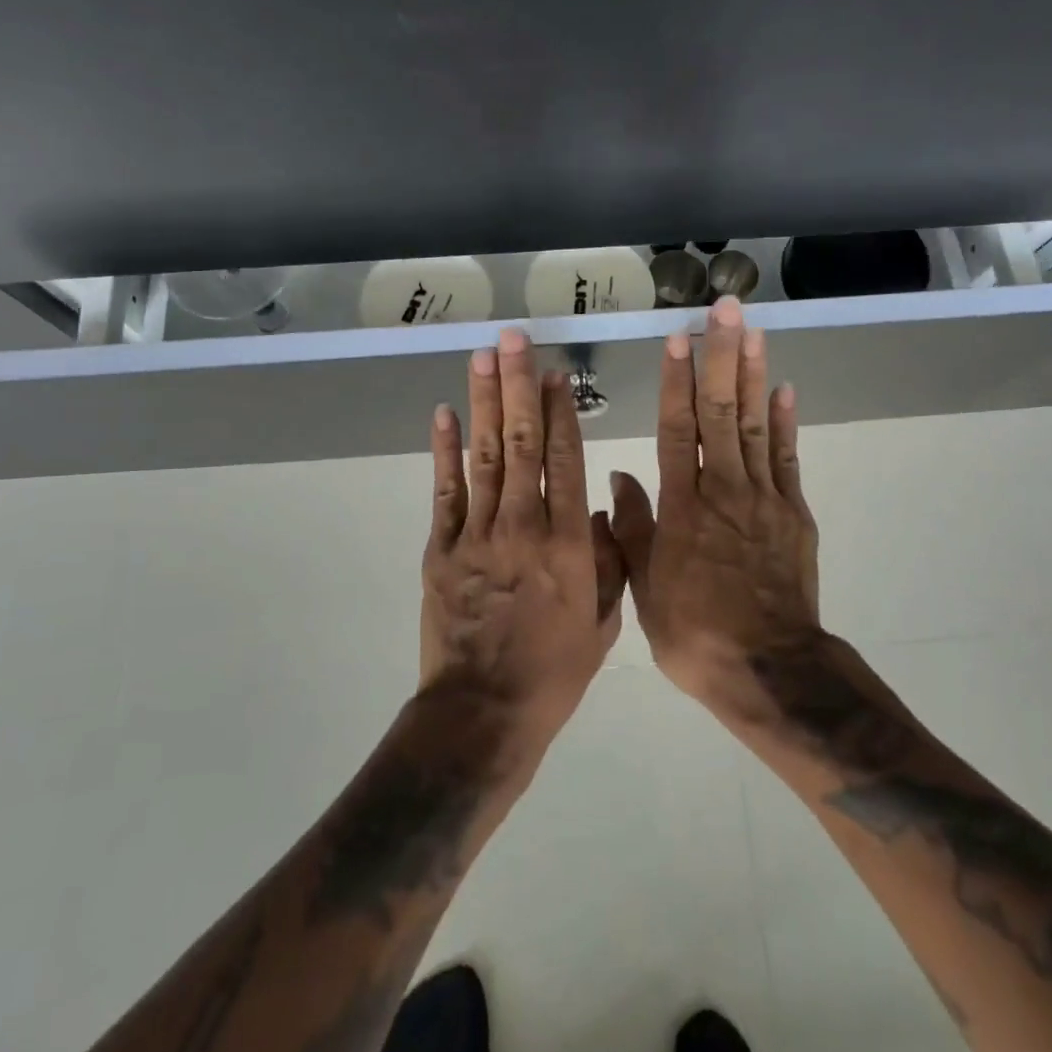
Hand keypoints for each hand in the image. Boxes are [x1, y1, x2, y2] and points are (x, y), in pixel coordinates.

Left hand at [421, 327, 624, 746]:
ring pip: (483, 456)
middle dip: (518, 386)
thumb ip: (610, 559)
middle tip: (515, 339)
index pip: (565, 460)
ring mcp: (477, 535)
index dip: (560, 411)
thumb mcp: (604, 620)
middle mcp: (523, 525)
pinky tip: (444, 414)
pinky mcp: (441, 549)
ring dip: (483, 402)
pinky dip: (443, 452)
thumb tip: (604, 505)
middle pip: (521, 443)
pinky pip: (444, 492)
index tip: (557, 373)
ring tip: (483, 357)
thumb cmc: (554, 671)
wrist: (485, 712)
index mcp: (569, 543)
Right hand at [609, 297, 819, 704]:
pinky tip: (784, 390)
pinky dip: (786, 424)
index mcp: (683, 506)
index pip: (678, 429)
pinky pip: (788, 460)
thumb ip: (632, 527)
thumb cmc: (694, 631)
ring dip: (753, 375)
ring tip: (754, 332)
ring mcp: (763, 499)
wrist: (768, 669)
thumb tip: (620, 476)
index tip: (679, 339)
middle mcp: (723, 489)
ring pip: (756, 425)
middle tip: (726, 310)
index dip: (677, 382)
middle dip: (722, 357)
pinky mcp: (793, 514)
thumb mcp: (644, 586)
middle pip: (722, 413)